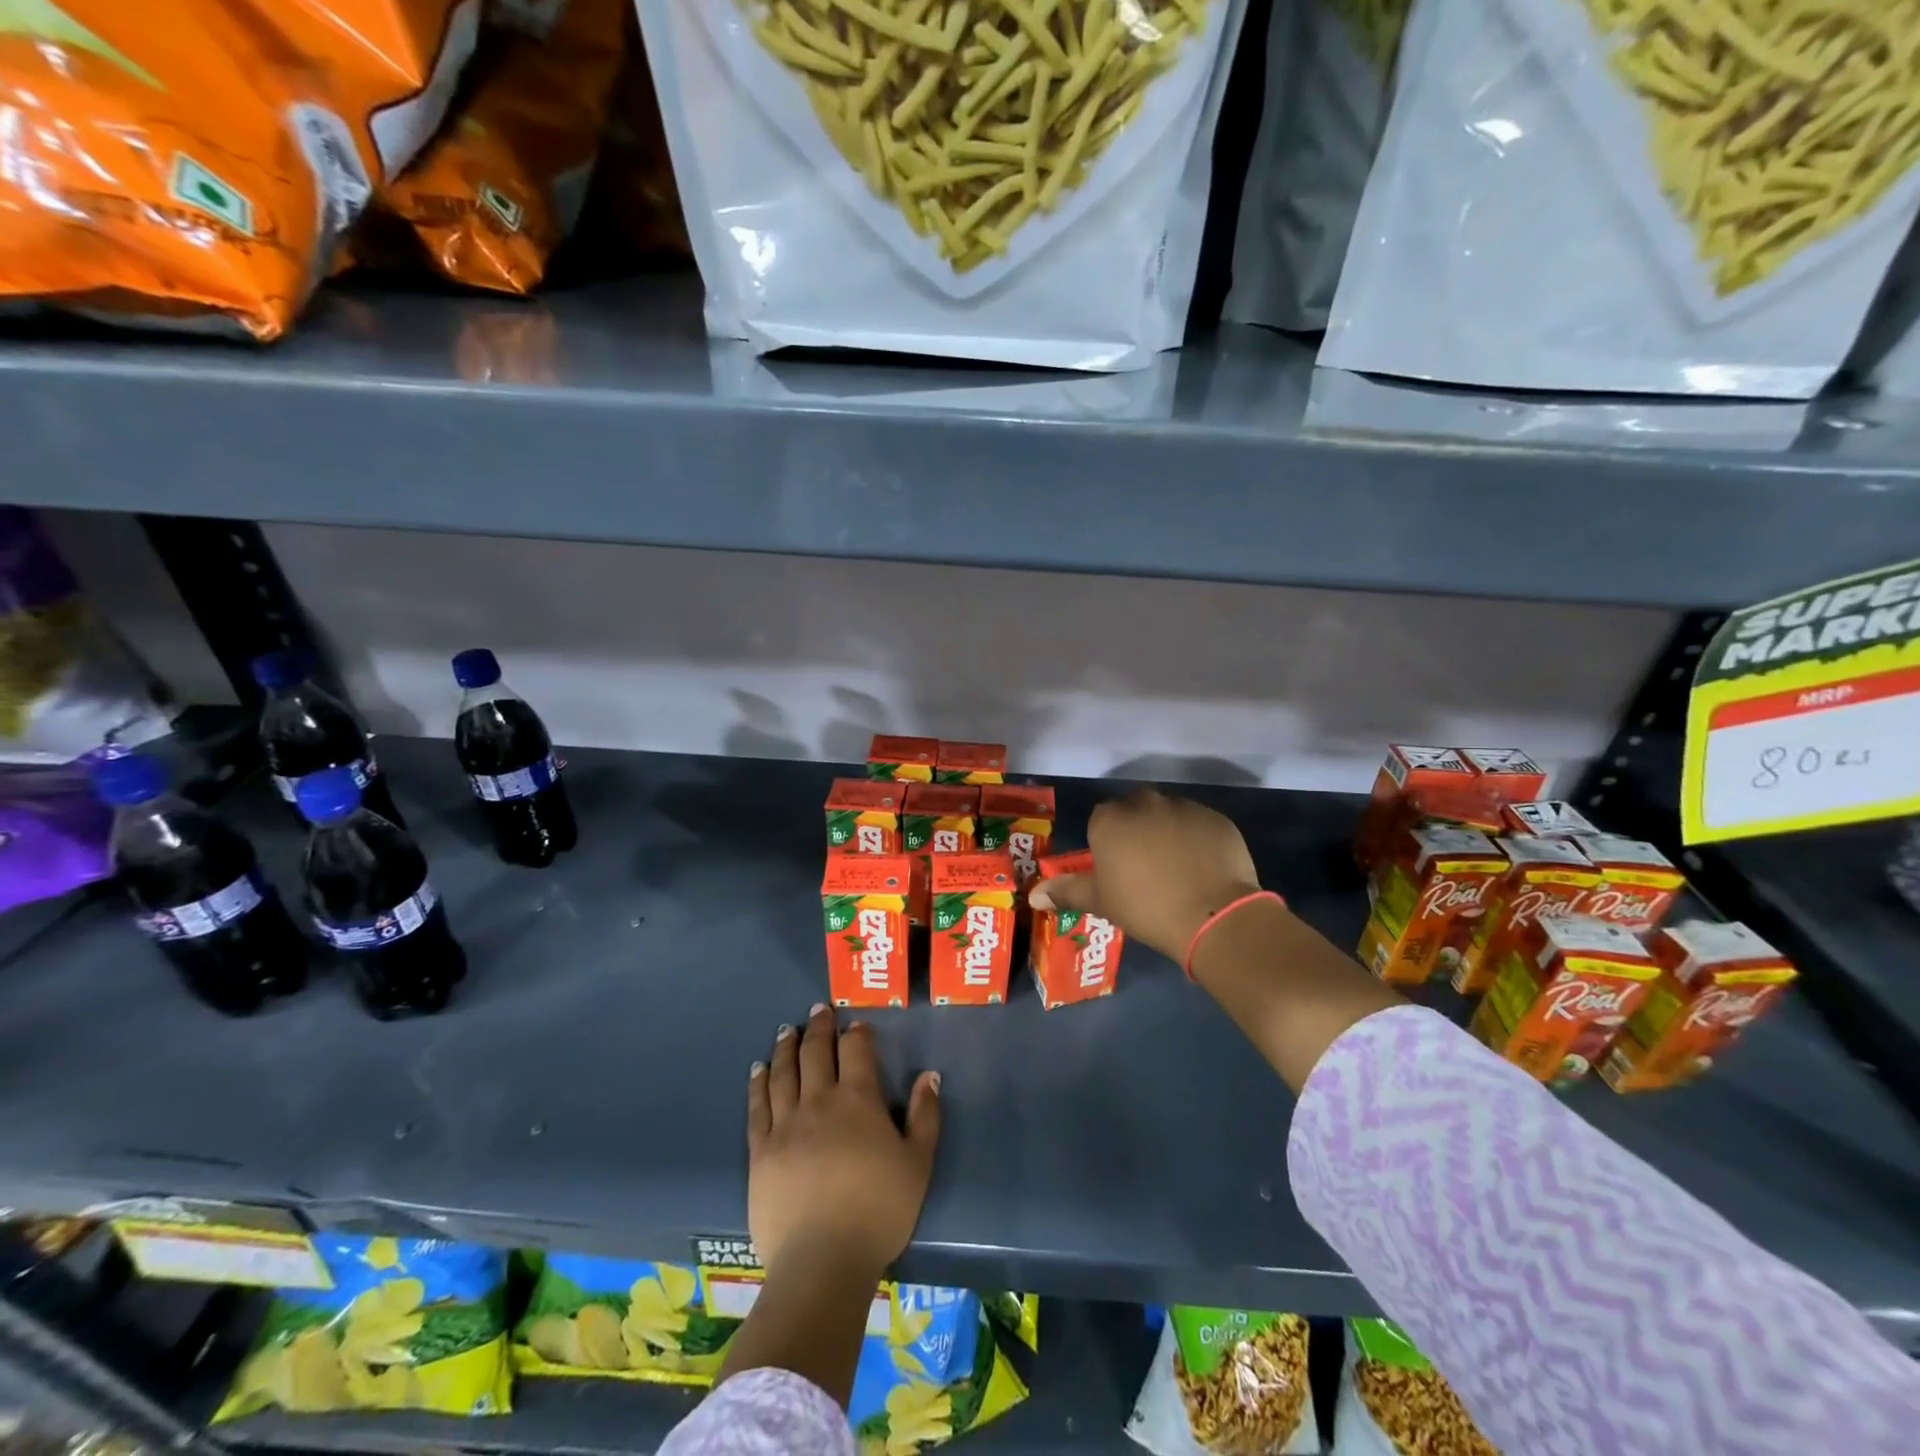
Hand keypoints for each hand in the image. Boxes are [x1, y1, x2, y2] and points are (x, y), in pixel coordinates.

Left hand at [746, 1005, 941, 1279]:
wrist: (822, 1262)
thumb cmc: (878, 1211)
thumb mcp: (917, 1164)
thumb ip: (925, 1116)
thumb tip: (929, 1076)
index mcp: (858, 1100)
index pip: (856, 1050)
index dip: (857, 1033)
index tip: (856, 1024)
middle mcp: (819, 1101)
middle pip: (815, 1052)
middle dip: (818, 1027)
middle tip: (818, 1009)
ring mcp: (785, 1124)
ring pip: (784, 1072)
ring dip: (786, 1046)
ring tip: (787, 1029)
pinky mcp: (761, 1150)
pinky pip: (758, 1106)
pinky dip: (759, 1082)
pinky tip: (759, 1069)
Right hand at [1031, 787, 1261, 961]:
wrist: (1212, 915)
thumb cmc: (1144, 907)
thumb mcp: (1100, 901)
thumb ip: (1066, 891)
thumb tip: (1034, 895)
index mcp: (1110, 819)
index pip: (1101, 821)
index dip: (1107, 844)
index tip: (1116, 870)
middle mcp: (1145, 802)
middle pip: (1134, 811)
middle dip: (1137, 832)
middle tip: (1144, 869)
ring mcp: (1185, 807)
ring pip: (1168, 815)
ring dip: (1168, 833)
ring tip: (1177, 870)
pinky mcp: (1217, 819)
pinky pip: (1199, 825)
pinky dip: (1198, 840)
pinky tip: (1202, 868)